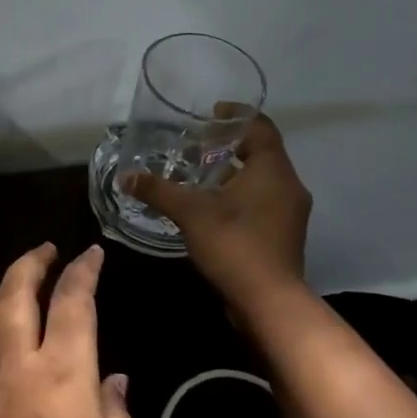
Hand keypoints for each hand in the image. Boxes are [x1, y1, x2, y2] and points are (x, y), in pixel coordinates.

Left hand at [0, 244, 143, 417]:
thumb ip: (118, 413)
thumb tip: (111, 381)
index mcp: (61, 374)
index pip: (72, 301)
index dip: (83, 270)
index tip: (91, 253)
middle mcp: (13, 370)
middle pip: (13, 295)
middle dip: (30, 262)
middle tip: (45, 248)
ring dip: (1, 295)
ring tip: (17, 287)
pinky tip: (0, 359)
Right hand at [120, 112, 312, 318]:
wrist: (269, 302)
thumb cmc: (234, 244)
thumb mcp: (190, 212)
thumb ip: (158, 190)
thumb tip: (126, 177)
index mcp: (273, 170)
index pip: (261, 127)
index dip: (236, 117)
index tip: (210, 115)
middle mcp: (288, 185)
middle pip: (261, 153)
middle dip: (229, 148)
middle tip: (197, 149)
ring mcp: (290, 213)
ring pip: (262, 180)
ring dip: (233, 174)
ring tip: (199, 178)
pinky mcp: (284, 235)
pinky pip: (262, 203)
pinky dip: (240, 197)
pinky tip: (212, 209)